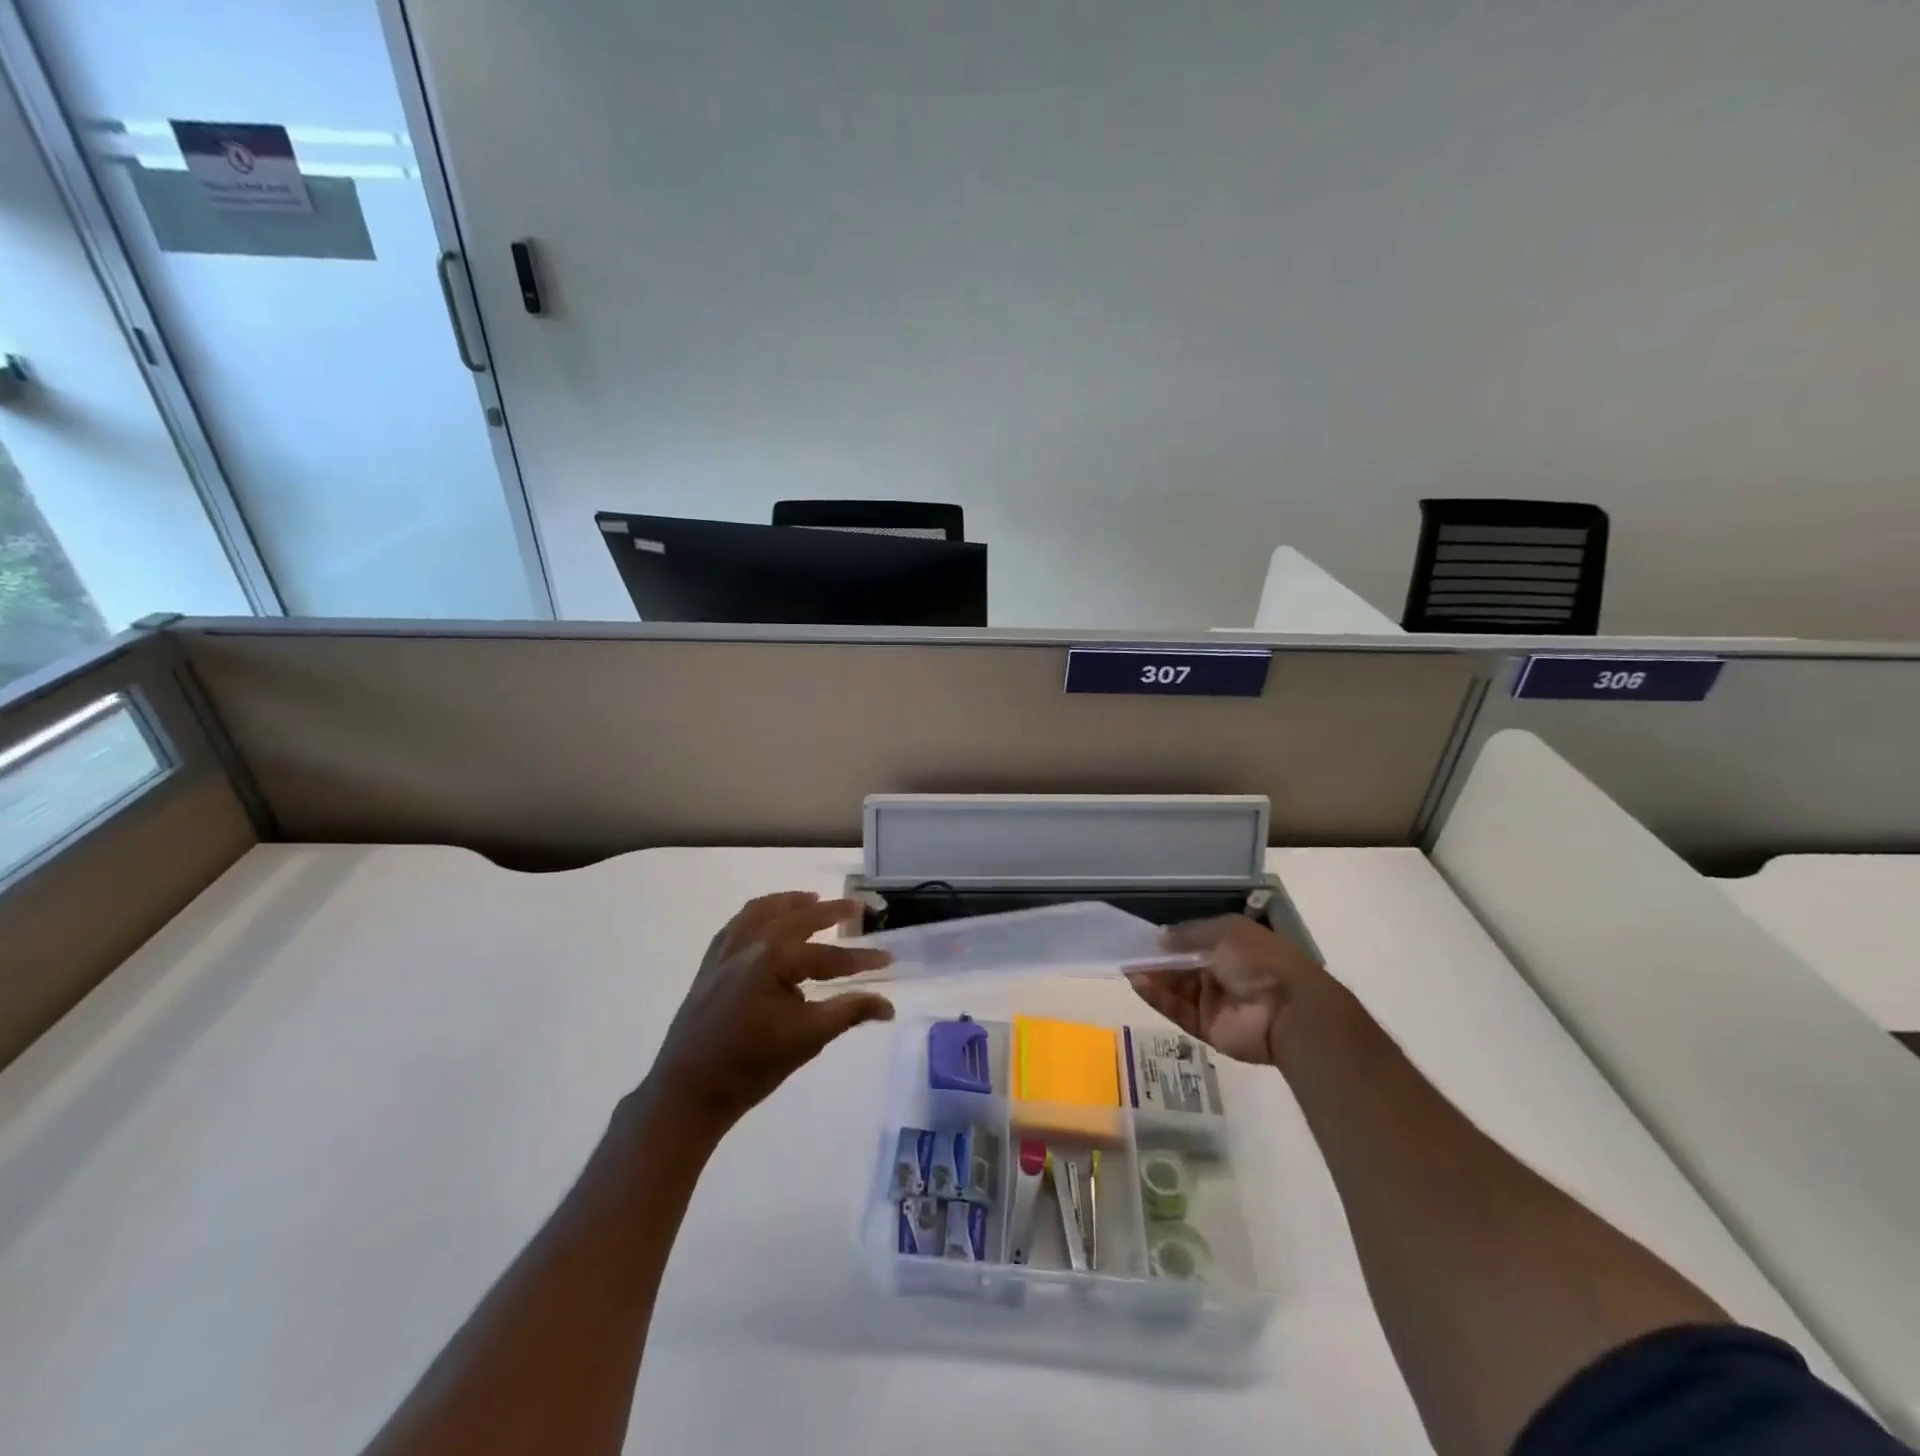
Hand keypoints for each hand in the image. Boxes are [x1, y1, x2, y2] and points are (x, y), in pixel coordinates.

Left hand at [645, 892, 894, 1134]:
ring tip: (815, 900)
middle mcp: (750, 942)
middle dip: (832, 911)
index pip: (829, 955)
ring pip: (764, 910)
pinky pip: (739, 922)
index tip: (889, 958)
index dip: (862, 959)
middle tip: (860, 907)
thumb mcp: (807, 1038)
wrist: (689, 1091)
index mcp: (775, 958)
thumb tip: (887, 1005)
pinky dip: (760, 913)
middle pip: (799, 917)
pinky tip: (769, 920)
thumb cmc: (752, 1066)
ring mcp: (726, 949)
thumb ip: (849, 1012)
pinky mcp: (711, 961)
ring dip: (793, 902)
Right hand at [1127, 915, 1330, 1068]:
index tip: (1142, 938)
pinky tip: (1139, 984)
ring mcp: (1213, 1002)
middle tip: (1127, 953)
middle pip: (1180, 966)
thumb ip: (1189, 934)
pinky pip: (1178, 1010)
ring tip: (1128, 968)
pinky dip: (1158, 998)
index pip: (1191, 943)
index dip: (1168, 941)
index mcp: (1230, 948)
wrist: (1289, 1009)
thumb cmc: (1259, 960)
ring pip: (1175, 988)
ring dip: (1153, 978)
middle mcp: (1220, 974)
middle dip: (1156, 960)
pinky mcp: (1206, 1027)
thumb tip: (1159, 938)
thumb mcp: (1225, 932)